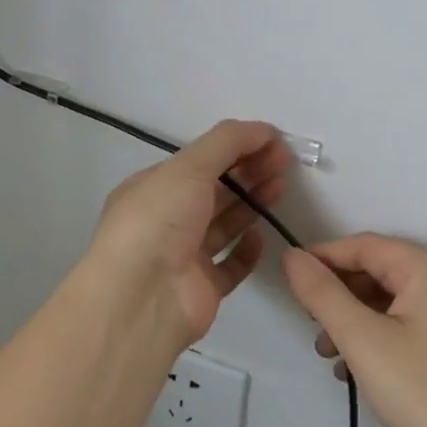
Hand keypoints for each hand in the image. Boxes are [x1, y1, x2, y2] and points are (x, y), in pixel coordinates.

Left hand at [88, 120, 291, 344]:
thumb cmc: (159, 220)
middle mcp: (166, 220)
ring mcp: (183, 256)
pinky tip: (261, 237)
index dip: (235, 148)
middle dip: (248, 172)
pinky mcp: (202, 289)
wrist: (142, 297)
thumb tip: (264, 129)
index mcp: (153, 188)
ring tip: (280, 188)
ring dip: (251, 204)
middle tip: (284, 162)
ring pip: (223, 225)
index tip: (272, 142)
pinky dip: (246, 251)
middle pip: (214, 190)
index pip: (199, 161)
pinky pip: (229, 265)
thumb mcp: (188, 167)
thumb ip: (227, 142)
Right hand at [282, 234, 426, 426]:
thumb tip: (292, 257)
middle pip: (378, 271)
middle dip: (339, 296)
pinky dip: (381, 336)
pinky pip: (410, 323)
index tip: (291, 284)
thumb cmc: (426, 390)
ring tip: (332, 356)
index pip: (363, 246)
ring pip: (392, 301)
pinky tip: (363, 370)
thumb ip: (322, 294)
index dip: (322, 259)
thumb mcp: (362, 339)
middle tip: (313, 328)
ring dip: (356, 320)